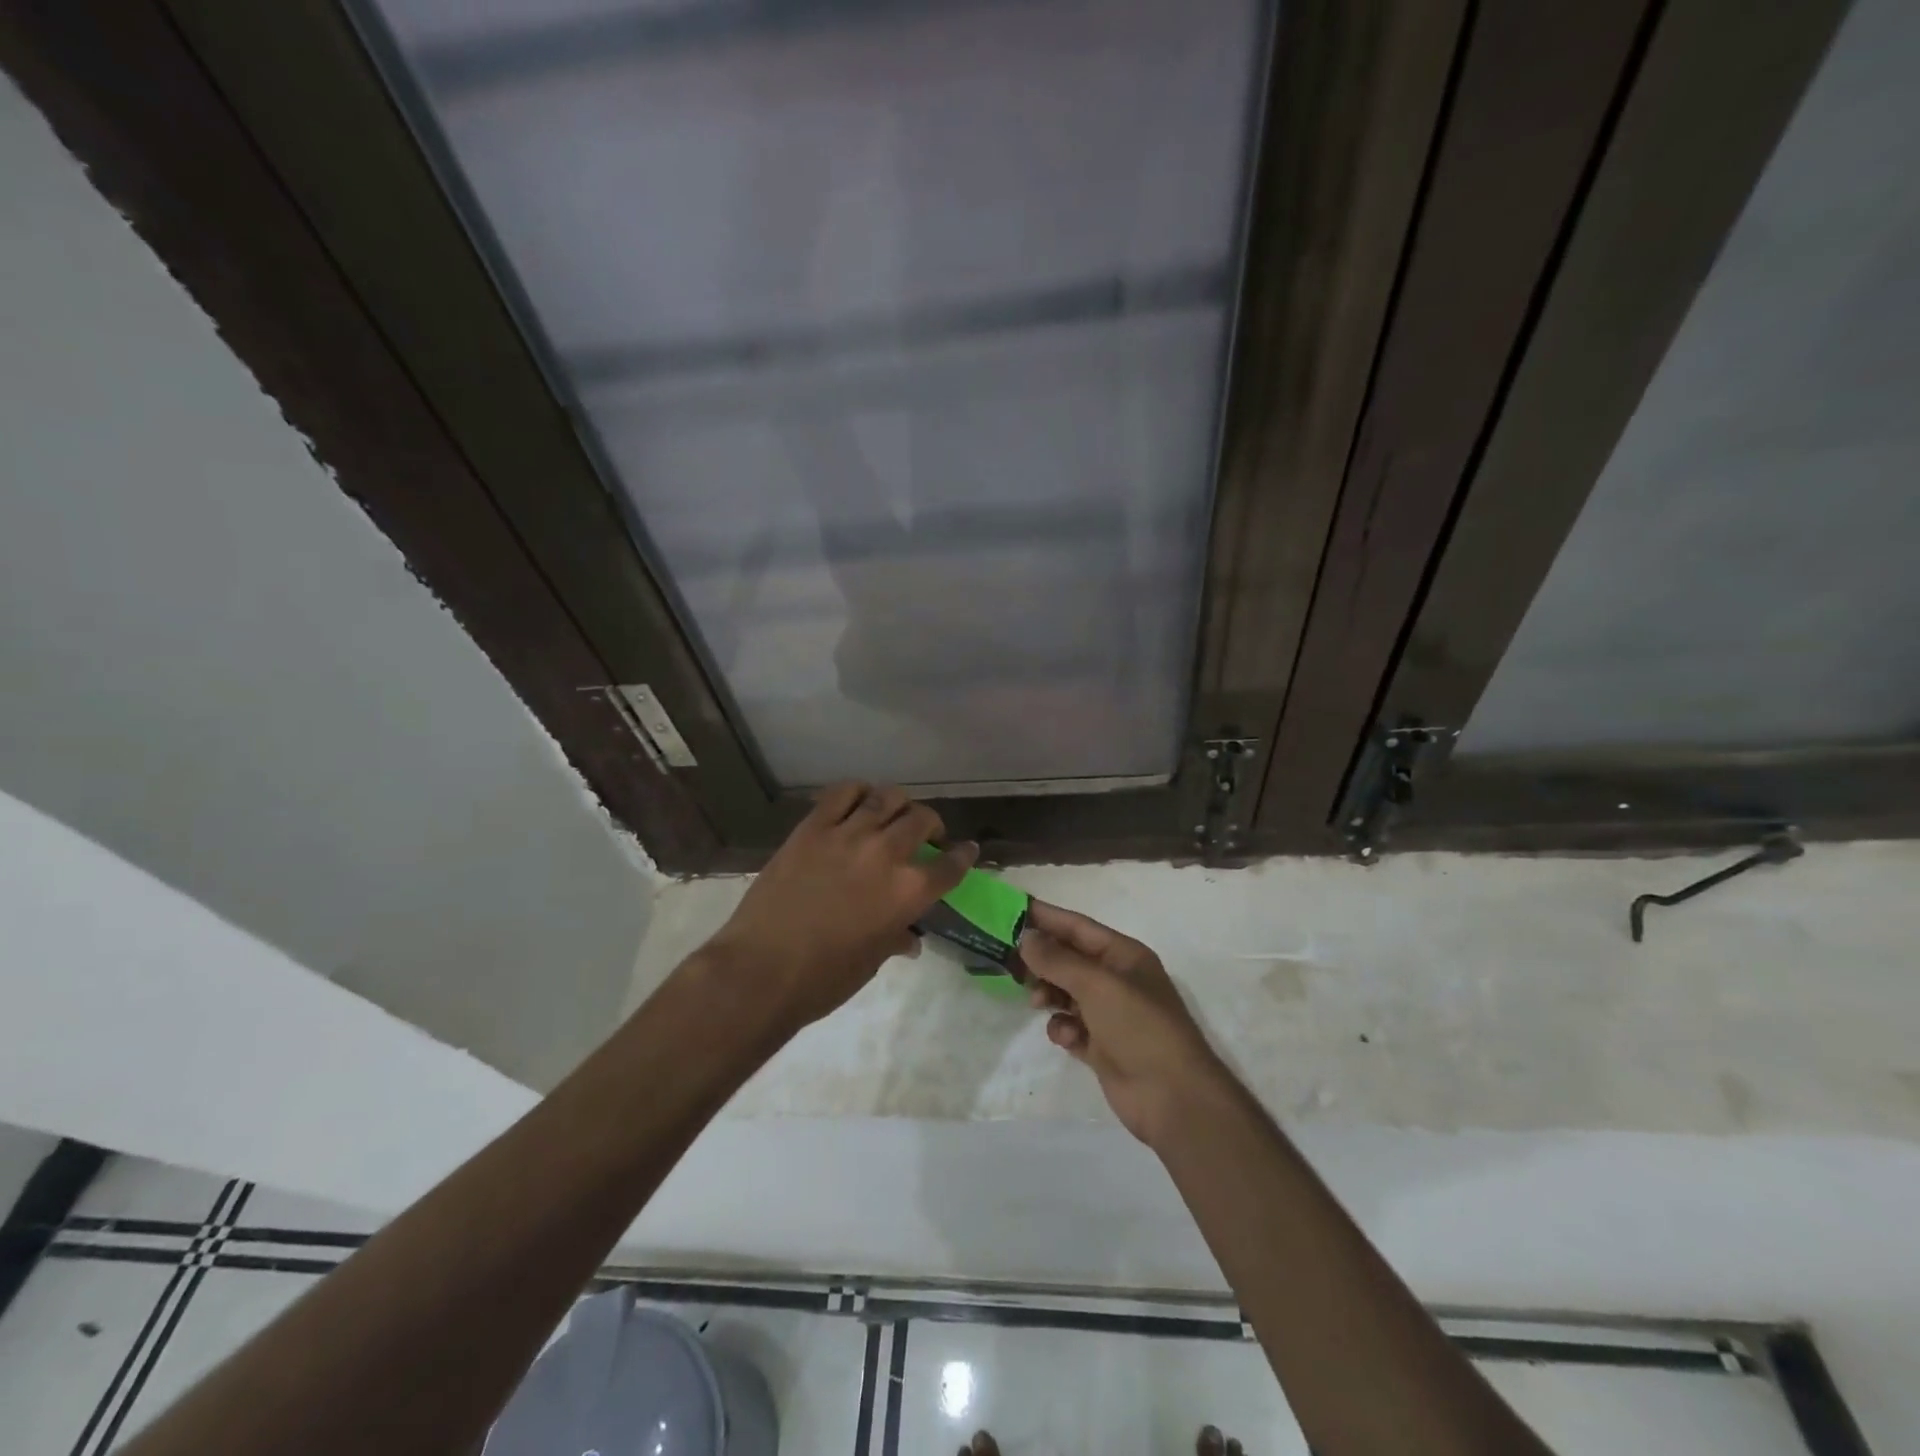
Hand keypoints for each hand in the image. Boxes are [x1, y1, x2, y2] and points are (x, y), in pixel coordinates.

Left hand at [706, 783, 975, 1028]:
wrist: (762, 970)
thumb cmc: (824, 979)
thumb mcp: (871, 961)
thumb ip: (895, 937)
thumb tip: (909, 939)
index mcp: (909, 891)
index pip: (950, 865)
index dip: (963, 855)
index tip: (966, 850)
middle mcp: (886, 854)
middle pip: (922, 819)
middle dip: (931, 825)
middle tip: (925, 834)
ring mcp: (848, 835)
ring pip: (887, 797)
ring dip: (898, 804)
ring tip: (893, 814)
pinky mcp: (813, 828)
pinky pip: (842, 793)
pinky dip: (858, 792)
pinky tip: (859, 801)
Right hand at [1021, 901, 1227, 1146]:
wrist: (1173, 1097)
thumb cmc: (1139, 1027)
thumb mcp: (1097, 985)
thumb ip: (1057, 960)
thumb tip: (1026, 937)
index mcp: (1124, 955)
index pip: (1078, 927)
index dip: (1046, 917)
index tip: (1011, 910)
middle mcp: (1117, 980)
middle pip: (1069, 960)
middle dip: (1042, 961)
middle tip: (1010, 963)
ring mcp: (1110, 1014)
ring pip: (1066, 993)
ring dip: (1049, 994)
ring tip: (1038, 1003)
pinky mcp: (1102, 1046)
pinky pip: (1071, 1026)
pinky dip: (1064, 1029)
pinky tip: (1068, 1038)